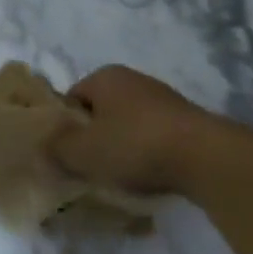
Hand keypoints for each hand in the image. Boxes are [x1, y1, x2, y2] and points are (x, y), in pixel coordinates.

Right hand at [49, 66, 222, 196]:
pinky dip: (149, 154)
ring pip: (129, 125)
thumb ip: (55, 148)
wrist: (208, 158)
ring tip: (122, 177)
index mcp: (105, 77)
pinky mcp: (189, 122)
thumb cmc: (135, 146)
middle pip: (100, 112)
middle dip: (94, 138)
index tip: (67, 154)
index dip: (64, 127)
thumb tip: (44, 147)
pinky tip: (151, 176)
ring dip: (123, 147)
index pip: (71, 99)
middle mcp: (134, 80)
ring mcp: (165, 100)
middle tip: (90, 167)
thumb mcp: (81, 152)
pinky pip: (156, 138)